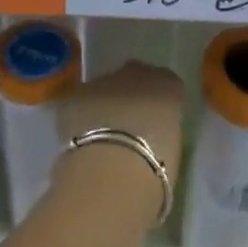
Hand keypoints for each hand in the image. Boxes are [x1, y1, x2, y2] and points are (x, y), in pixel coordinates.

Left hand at [57, 60, 185, 194]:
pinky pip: (81, 102)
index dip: (160, 101)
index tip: (157, 120)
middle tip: (129, 124)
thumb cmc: (153, 167)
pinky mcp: (75, 96)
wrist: (110, 171)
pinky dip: (82, 115)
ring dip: (105, 103)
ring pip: (105, 87)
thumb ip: (163, 130)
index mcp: (168, 87)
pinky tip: (82, 138)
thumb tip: (155, 133)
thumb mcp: (172, 148)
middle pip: (134, 76)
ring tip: (102, 135)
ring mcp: (103, 81)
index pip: (168, 83)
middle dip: (131, 93)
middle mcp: (136, 75)